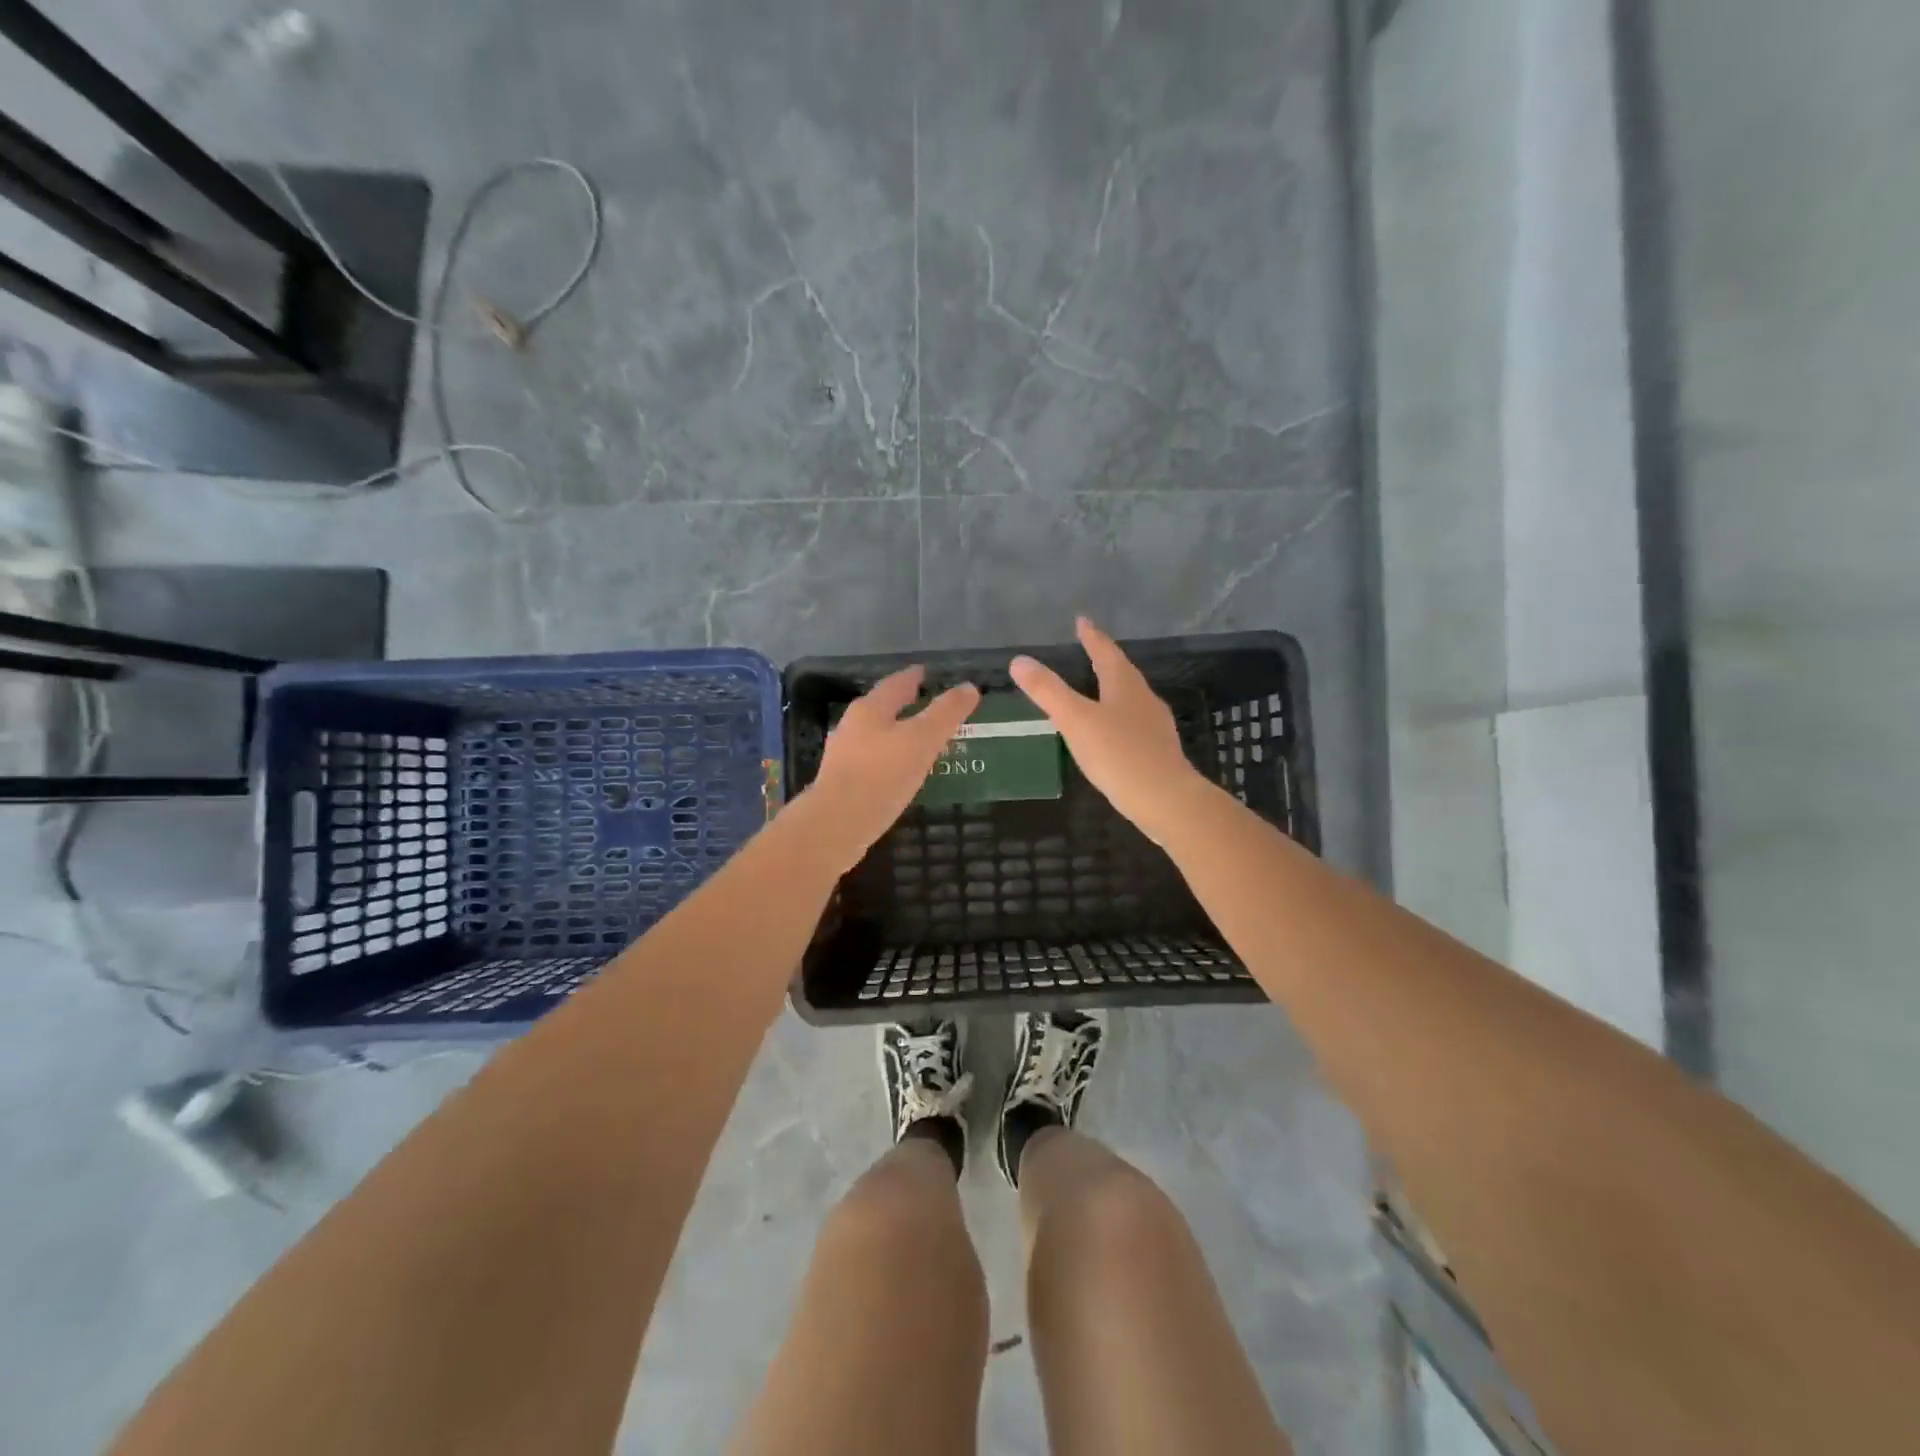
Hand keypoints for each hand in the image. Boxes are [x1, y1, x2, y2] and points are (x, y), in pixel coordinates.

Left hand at [803, 666, 980, 870]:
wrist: (836, 825)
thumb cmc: (882, 775)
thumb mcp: (922, 740)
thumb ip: (946, 713)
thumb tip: (969, 687)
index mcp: (870, 709)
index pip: (896, 683)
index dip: (914, 677)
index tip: (926, 673)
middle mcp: (852, 726)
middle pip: (882, 709)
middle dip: (905, 706)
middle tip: (928, 707)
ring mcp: (844, 756)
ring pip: (876, 736)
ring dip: (897, 735)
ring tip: (920, 742)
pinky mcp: (842, 784)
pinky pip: (872, 763)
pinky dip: (889, 761)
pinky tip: (900, 774)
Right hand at [1010, 617, 1212, 842]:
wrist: (1166, 800)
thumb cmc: (1119, 755)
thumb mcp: (1076, 720)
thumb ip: (1048, 691)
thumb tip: (1019, 660)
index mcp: (1125, 686)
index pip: (1105, 652)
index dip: (1092, 637)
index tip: (1082, 621)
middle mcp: (1143, 699)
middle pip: (1122, 673)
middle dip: (1104, 660)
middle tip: (1089, 650)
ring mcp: (1155, 726)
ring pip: (1130, 699)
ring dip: (1113, 689)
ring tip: (1097, 689)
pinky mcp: (1158, 751)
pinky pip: (1134, 724)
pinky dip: (1119, 718)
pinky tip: (1111, 734)